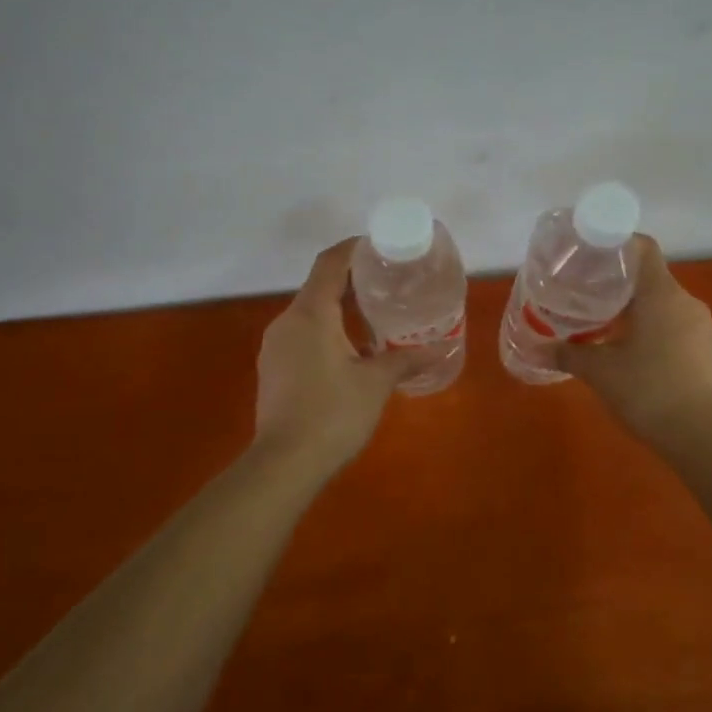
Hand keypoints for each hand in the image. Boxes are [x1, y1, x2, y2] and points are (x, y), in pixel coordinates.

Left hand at [252, 239, 419, 469]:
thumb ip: (405, 359)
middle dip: (351, 280)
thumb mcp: (376, 383)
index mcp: (311, 314)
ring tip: (372, 317)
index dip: (353, 249)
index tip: (379, 247)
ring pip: (309, 312)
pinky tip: (348, 351)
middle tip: (387, 283)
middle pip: (318, 286)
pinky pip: (301, 334)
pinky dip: (325, 330)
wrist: (283, 464)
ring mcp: (275, 346)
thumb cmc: (333, 414)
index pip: (330, 263)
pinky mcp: (273, 368)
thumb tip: (438, 348)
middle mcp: (287, 321)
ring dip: (337, 308)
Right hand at [556, 234, 711, 445]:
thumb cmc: (646, 390)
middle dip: (621, 286)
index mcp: (661, 294)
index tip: (593, 256)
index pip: (644, 249)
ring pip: (666, 306)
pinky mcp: (711, 352)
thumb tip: (535, 351)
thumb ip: (567, 355)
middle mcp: (687, 302)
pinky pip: (679, 329)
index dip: (618, 245)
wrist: (700, 436)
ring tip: (610, 329)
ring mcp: (703, 327)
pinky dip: (657, 332)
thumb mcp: (599, 371)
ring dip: (640, 312)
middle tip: (590, 298)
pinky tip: (639, 356)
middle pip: (652, 279)